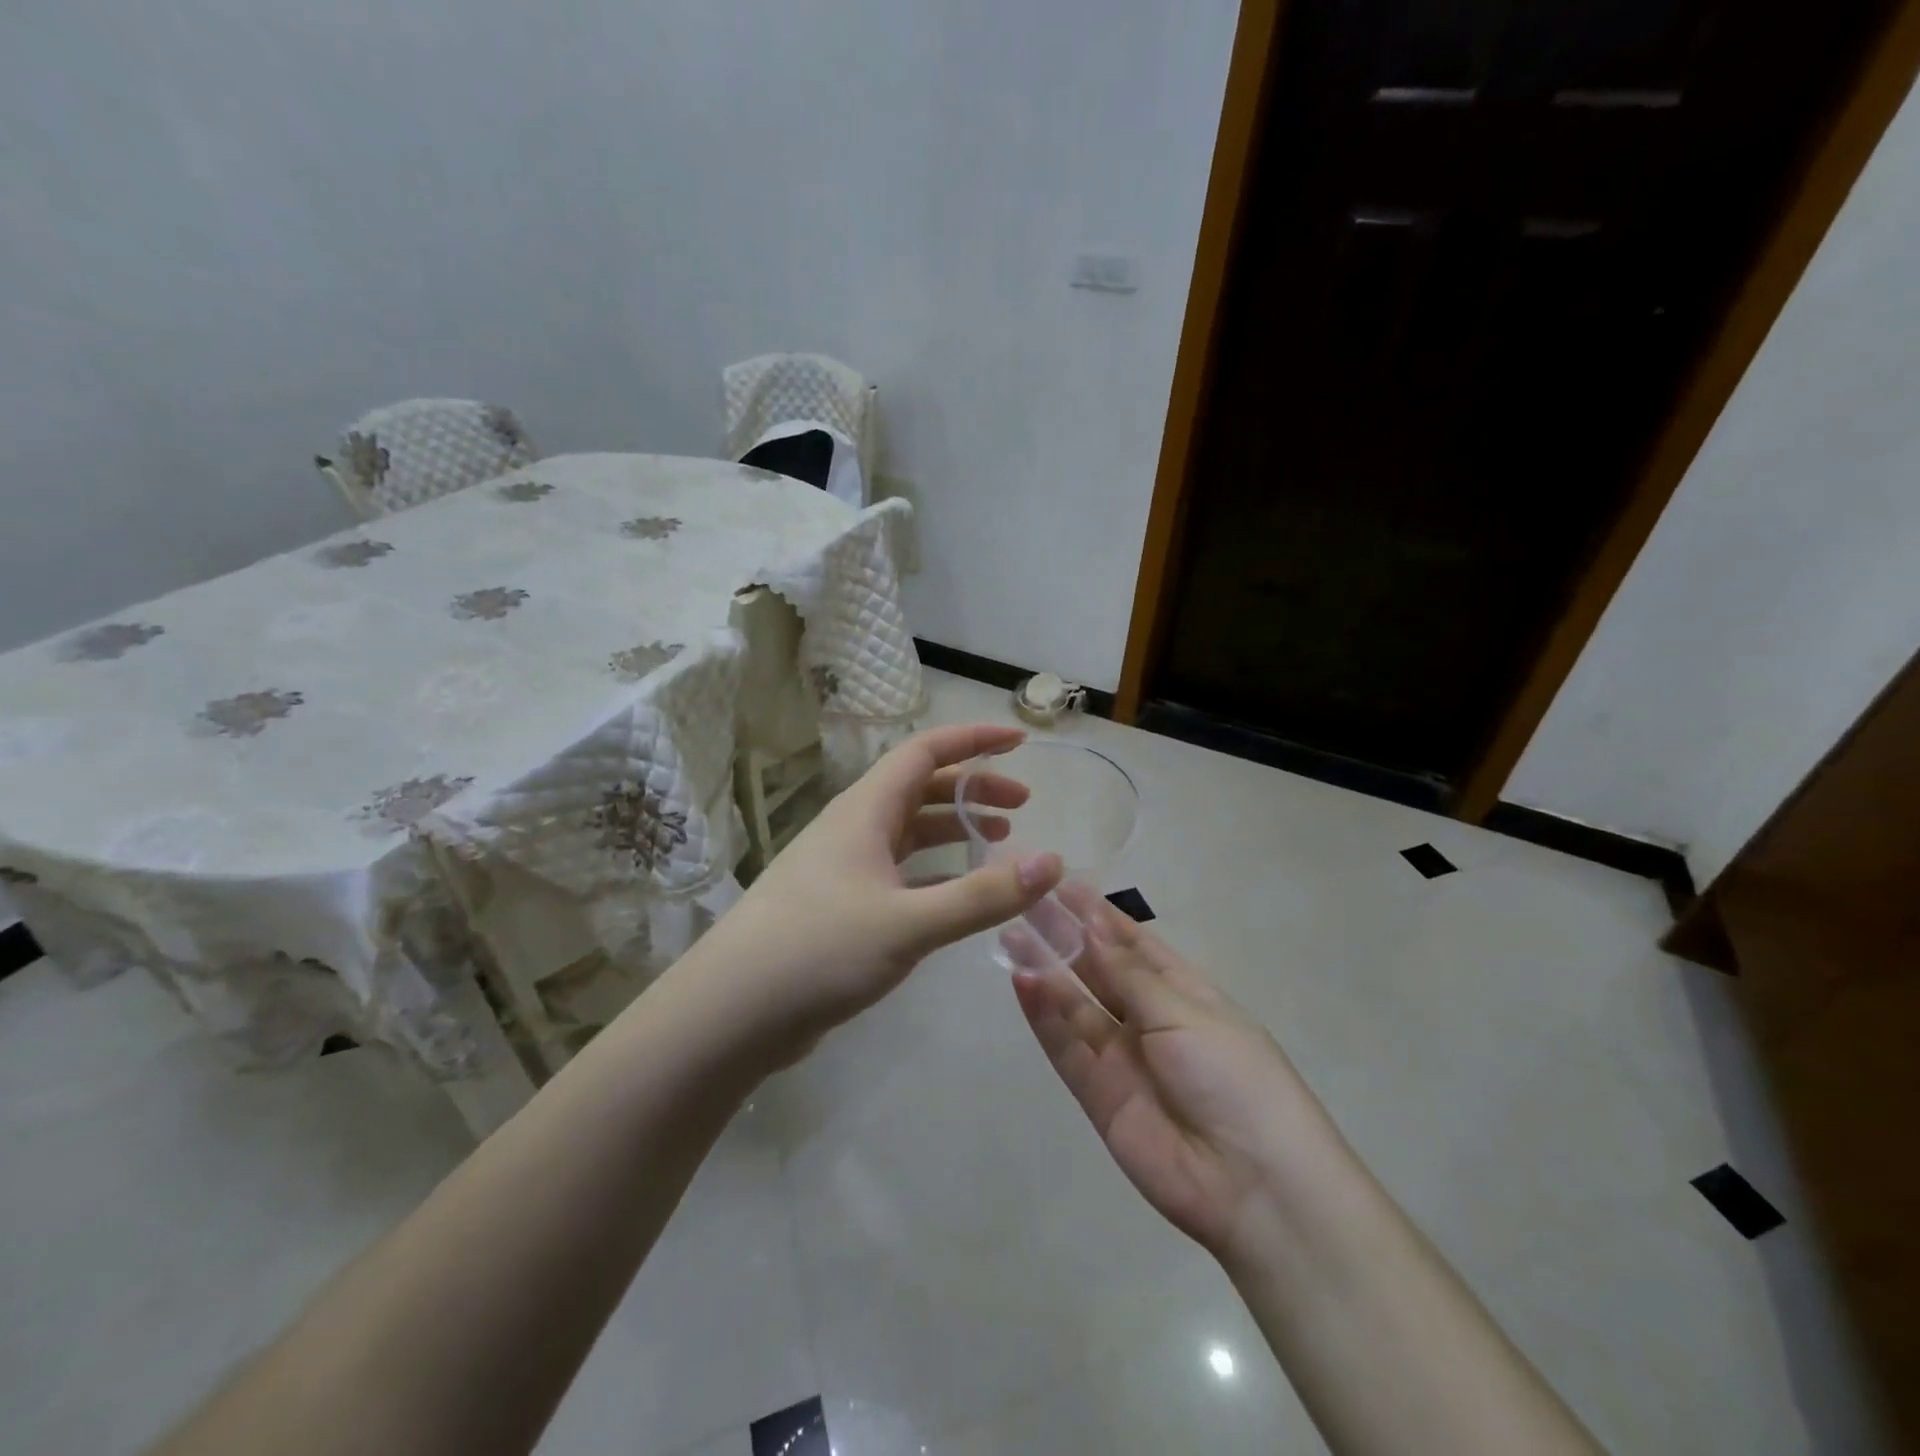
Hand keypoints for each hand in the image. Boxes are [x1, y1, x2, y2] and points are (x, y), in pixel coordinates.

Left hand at [699, 723, 1063, 1055]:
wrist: (732, 1011)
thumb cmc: (818, 950)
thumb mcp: (909, 923)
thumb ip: (982, 895)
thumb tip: (1051, 862)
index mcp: (865, 811)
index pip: (925, 752)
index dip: (973, 741)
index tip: (1020, 742)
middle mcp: (853, 828)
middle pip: (920, 788)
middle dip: (972, 788)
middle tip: (1022, 805)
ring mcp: (844, 867)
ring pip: (908, 831)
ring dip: (953, 828)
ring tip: (999, 839)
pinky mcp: (840, 905)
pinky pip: (898, 871)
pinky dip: (934, 872)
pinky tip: (958, 894)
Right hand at [1011, 885, 1329, 1261]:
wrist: (1254, 1185)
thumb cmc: (1234, 1077)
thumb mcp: (1185, 1013)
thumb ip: (1130, 973)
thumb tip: (1091, 923)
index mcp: (1185, 994)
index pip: (1135, 944)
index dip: (1100, 916)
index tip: (1063, 885)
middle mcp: (1150, 1021)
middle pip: (1100, 971)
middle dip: (1066, 937)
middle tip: (1026, 902)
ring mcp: (1122, 1058)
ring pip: (1076, 1005)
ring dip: (1046, 971)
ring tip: (1011, 934)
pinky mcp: (1098, 1095)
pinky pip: (1066, 1047)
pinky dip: (1044, 1016)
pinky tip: (1022, 981)